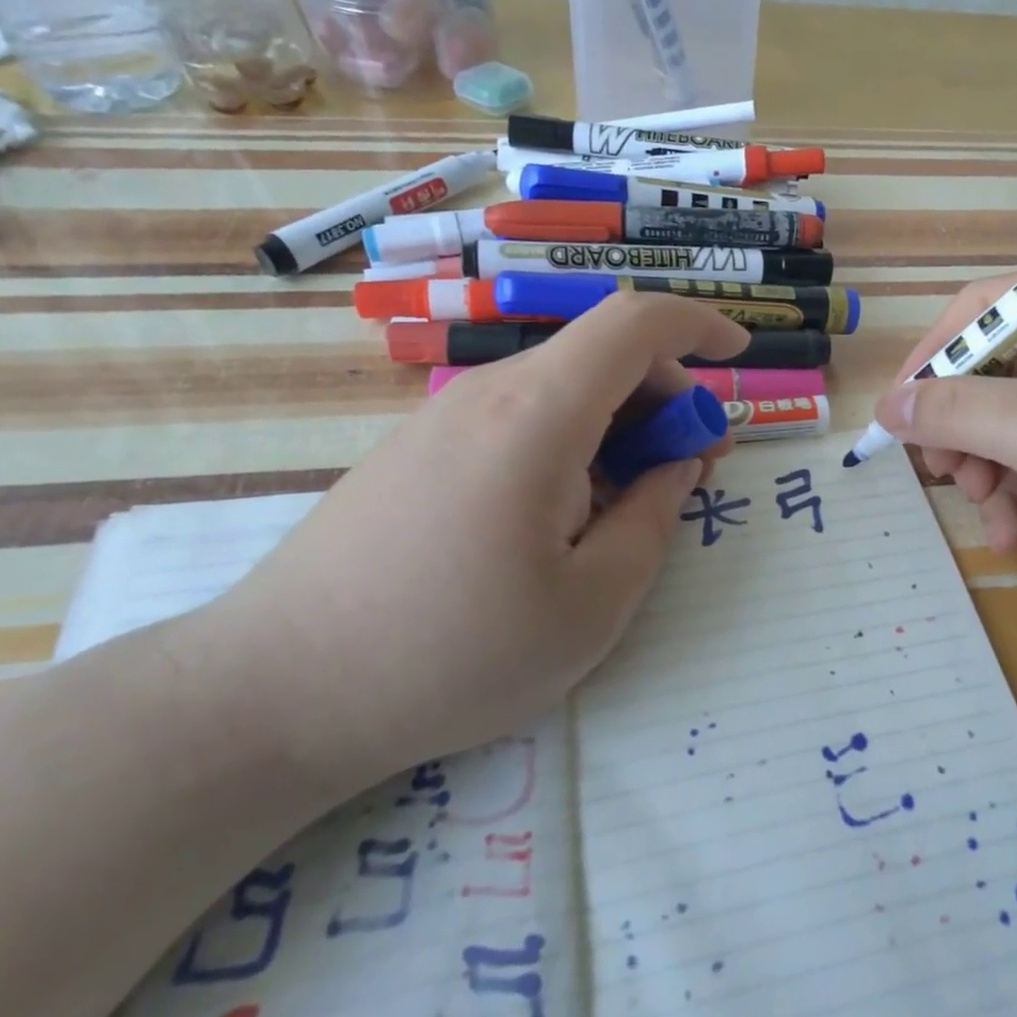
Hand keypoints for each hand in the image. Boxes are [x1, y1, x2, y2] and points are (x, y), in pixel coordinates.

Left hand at [203, 293, 748, 787]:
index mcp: (537, 417)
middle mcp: (488, 395)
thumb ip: (653, 522)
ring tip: (637, 499)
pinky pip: (518, 421)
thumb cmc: (452, 654)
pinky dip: (571, 443)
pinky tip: (567, 515)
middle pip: (600, 357)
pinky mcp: (416, 452)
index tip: (739, 359)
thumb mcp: (591, 607)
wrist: (277, 692)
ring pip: (560, 390)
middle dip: (668, 397)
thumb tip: (673, 468)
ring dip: (619, 425)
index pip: (633, 324)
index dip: (698, 326)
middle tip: (695, 467)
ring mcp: (443, 420)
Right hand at [875, 272, 1016, 590]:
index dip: (932, 356)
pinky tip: (1010, 528)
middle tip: (942, 469)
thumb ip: (962, 412)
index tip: (898, 410)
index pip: (981, 311)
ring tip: (982, 501)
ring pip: (995, 419)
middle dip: (957, 425)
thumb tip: (889, 406)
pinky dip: (1008, 491)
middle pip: (982, 369)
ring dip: (979, 464)